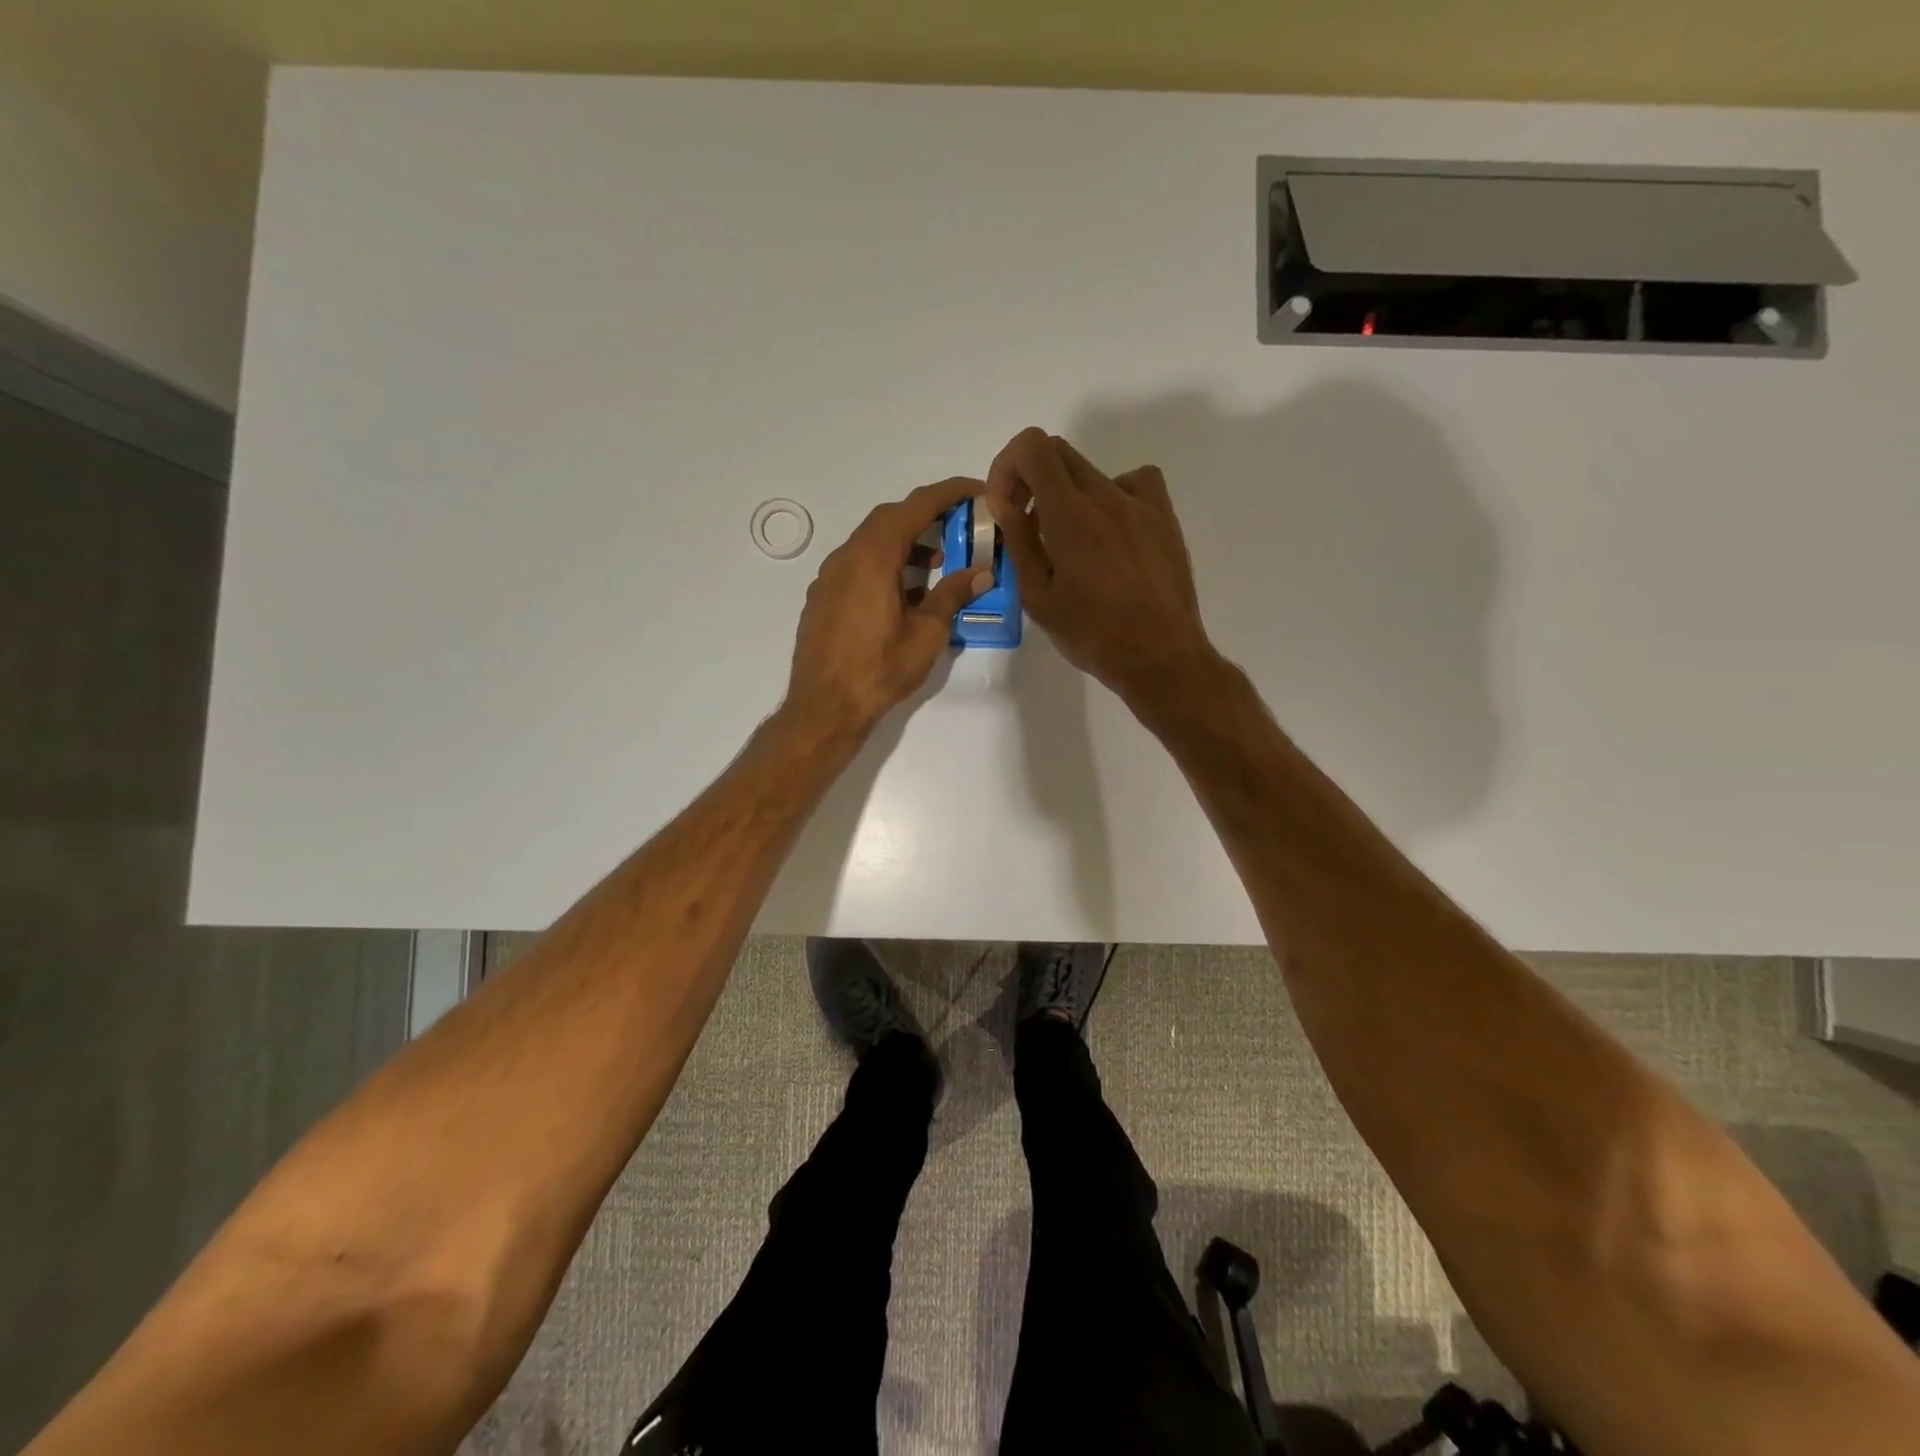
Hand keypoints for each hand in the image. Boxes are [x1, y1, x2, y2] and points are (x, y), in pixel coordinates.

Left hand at [785, 477, 993, 738]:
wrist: (823, 708)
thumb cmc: (879, 670)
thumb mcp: (926, 634)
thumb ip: (952, 595)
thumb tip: (981, 573)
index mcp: (873, 557)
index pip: (916, 506)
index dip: (950, 493)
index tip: (977, 491)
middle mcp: (846, 557)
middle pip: (890, 519)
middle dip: (927, 516)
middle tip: (960, 527)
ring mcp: (828, 577)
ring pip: (870, 542)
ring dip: (905, 543)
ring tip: (936, 564)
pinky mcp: (822, 597)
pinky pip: (856, 565)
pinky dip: (884, 563)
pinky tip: (902, 593)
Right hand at [986, 427, 1215, 706]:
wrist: (1159, 656)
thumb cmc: (1092, 635)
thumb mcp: (1039, 597)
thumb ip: (1019, 542)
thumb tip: (1006, 503)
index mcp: (1070, 515)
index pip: (1033, 448)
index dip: (1008, 466)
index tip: (1005, 504)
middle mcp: (1106, 497)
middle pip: (1059, 453)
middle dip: (1031, 478)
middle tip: (1026, 521)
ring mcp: (1140, 504)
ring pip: (1092, 471)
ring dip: (1067, 493)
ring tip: (1069, 538)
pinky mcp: (1164, 518)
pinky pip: (1135, 482)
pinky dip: (1113, 494)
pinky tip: (1111, 530)